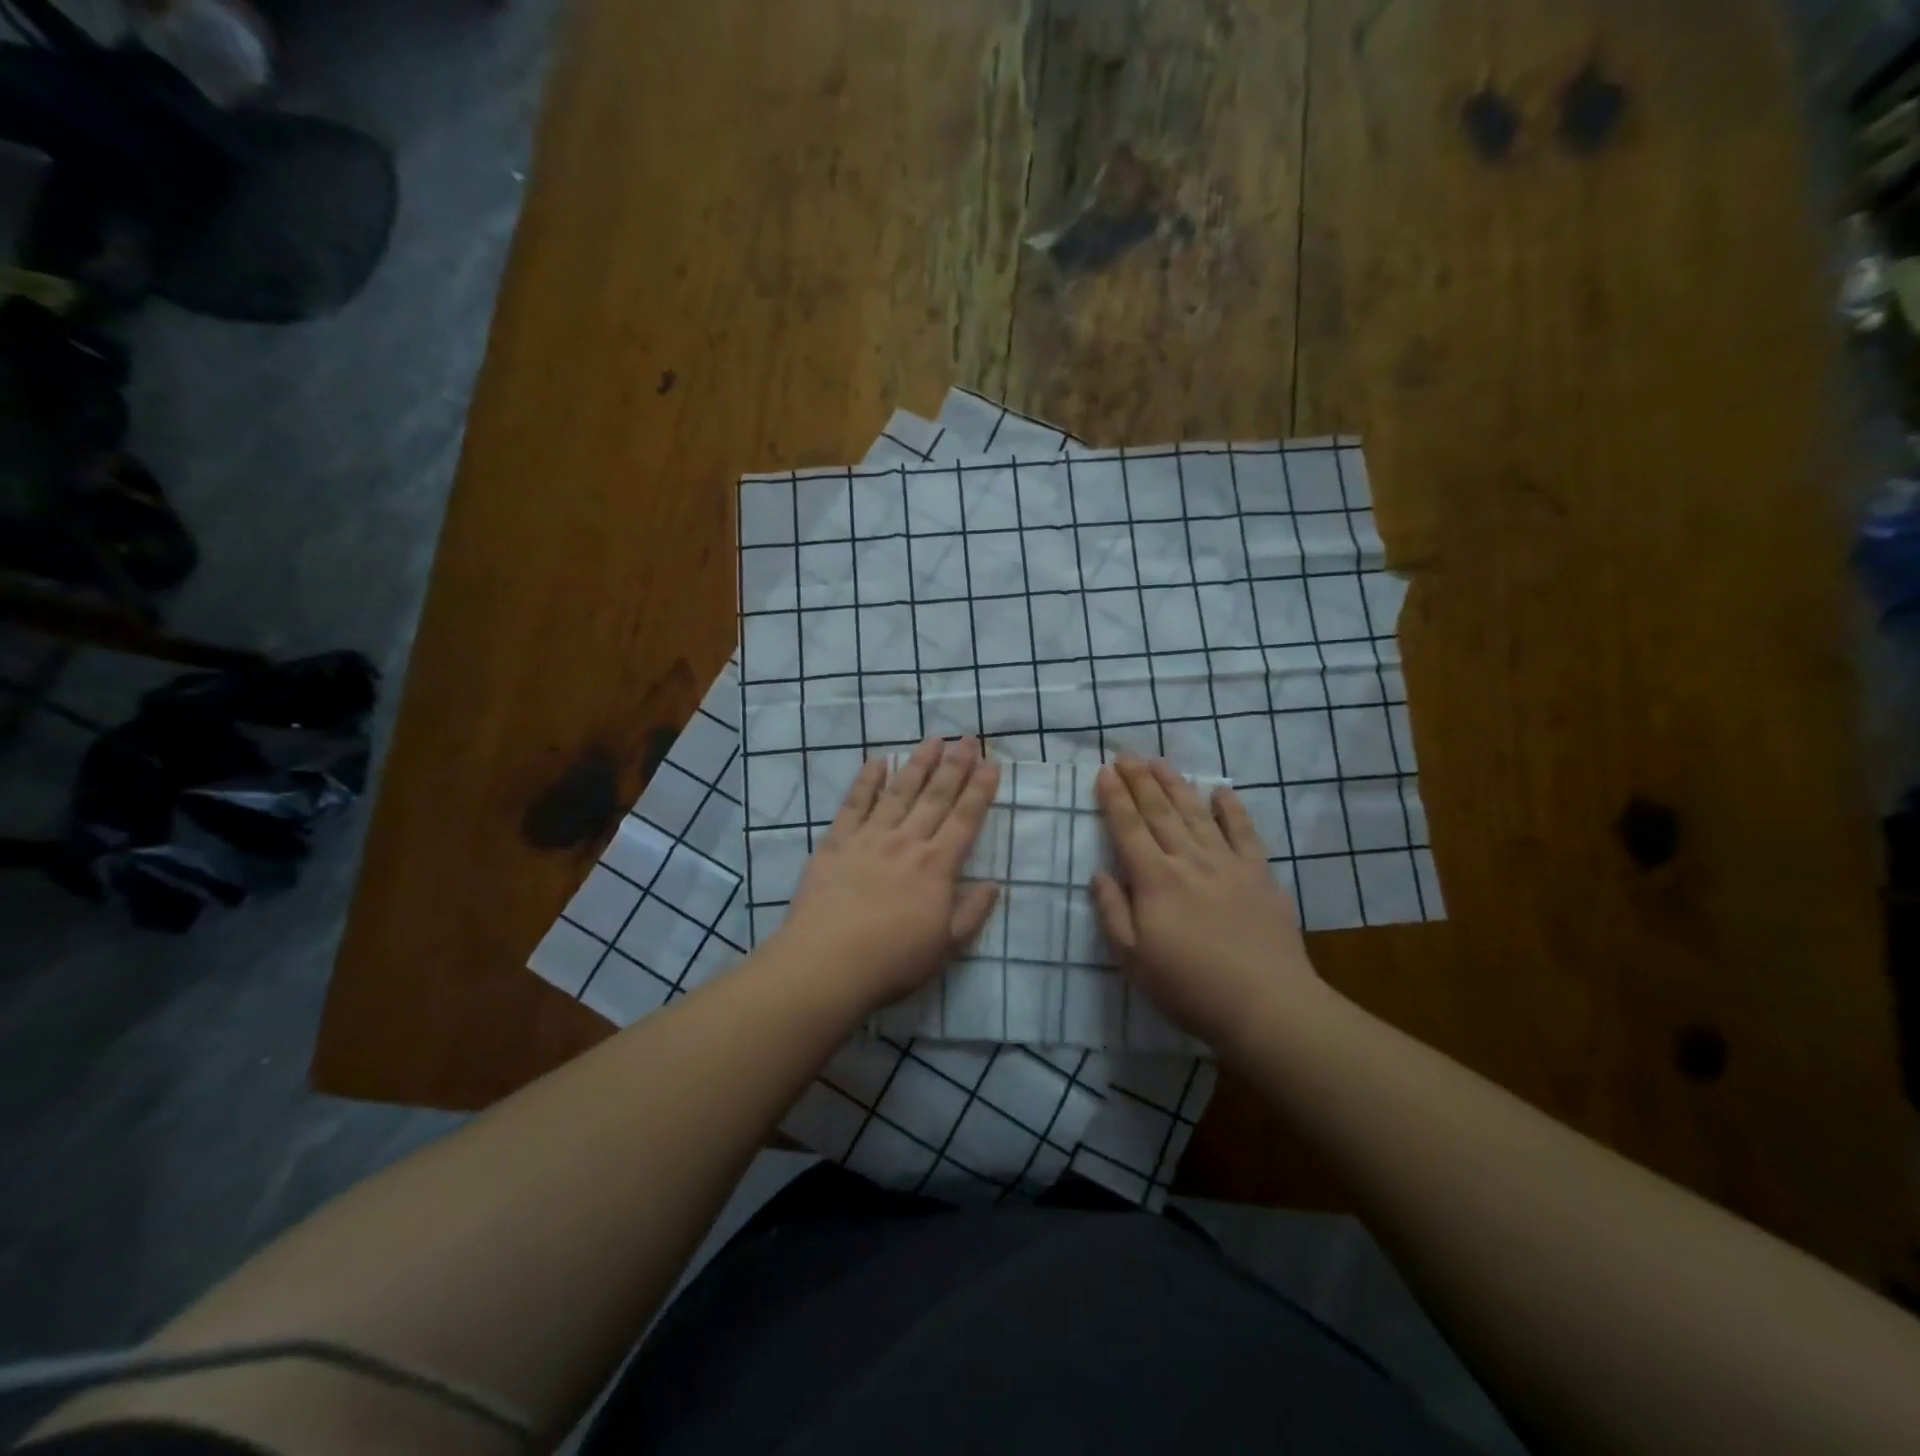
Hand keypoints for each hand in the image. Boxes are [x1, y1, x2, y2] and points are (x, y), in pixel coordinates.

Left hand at [774, 736, 1000, 1015]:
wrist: (827, 964)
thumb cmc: (892, 961)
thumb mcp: (946, 947)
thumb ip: (972, 912)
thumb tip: (994, 884)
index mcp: (937, 866)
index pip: (965, 819)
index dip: (980, 790)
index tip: (991, 763)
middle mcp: (907, 842)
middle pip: (936, 796)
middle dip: (955, 765)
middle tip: (968, 738)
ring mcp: (870, 838)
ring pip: (899, 791)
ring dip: (918, 763)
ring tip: (932, 739)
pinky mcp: (837, 842)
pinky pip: (854, 803)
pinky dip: (867, 780)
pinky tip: (877, 761)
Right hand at [1091, 756, 1324, 1056]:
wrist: (1266, 1004)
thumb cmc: (1190, 986)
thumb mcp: (1134, 959)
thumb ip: (1113, 912)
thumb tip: (1099, 874)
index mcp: (1154, 880)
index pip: (1128, 828)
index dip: (1114, 798)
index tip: (1104, 772)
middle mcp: (1188, 860)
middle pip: (1159, 812)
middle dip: (1139, 781)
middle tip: (1126, 754)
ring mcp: (1227, 864)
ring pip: (1195, 813)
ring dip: (1176, 785)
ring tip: (1160, 762)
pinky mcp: (1259, 874)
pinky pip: (1243, 832)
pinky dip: (1231, 808)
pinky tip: (1220, 791)